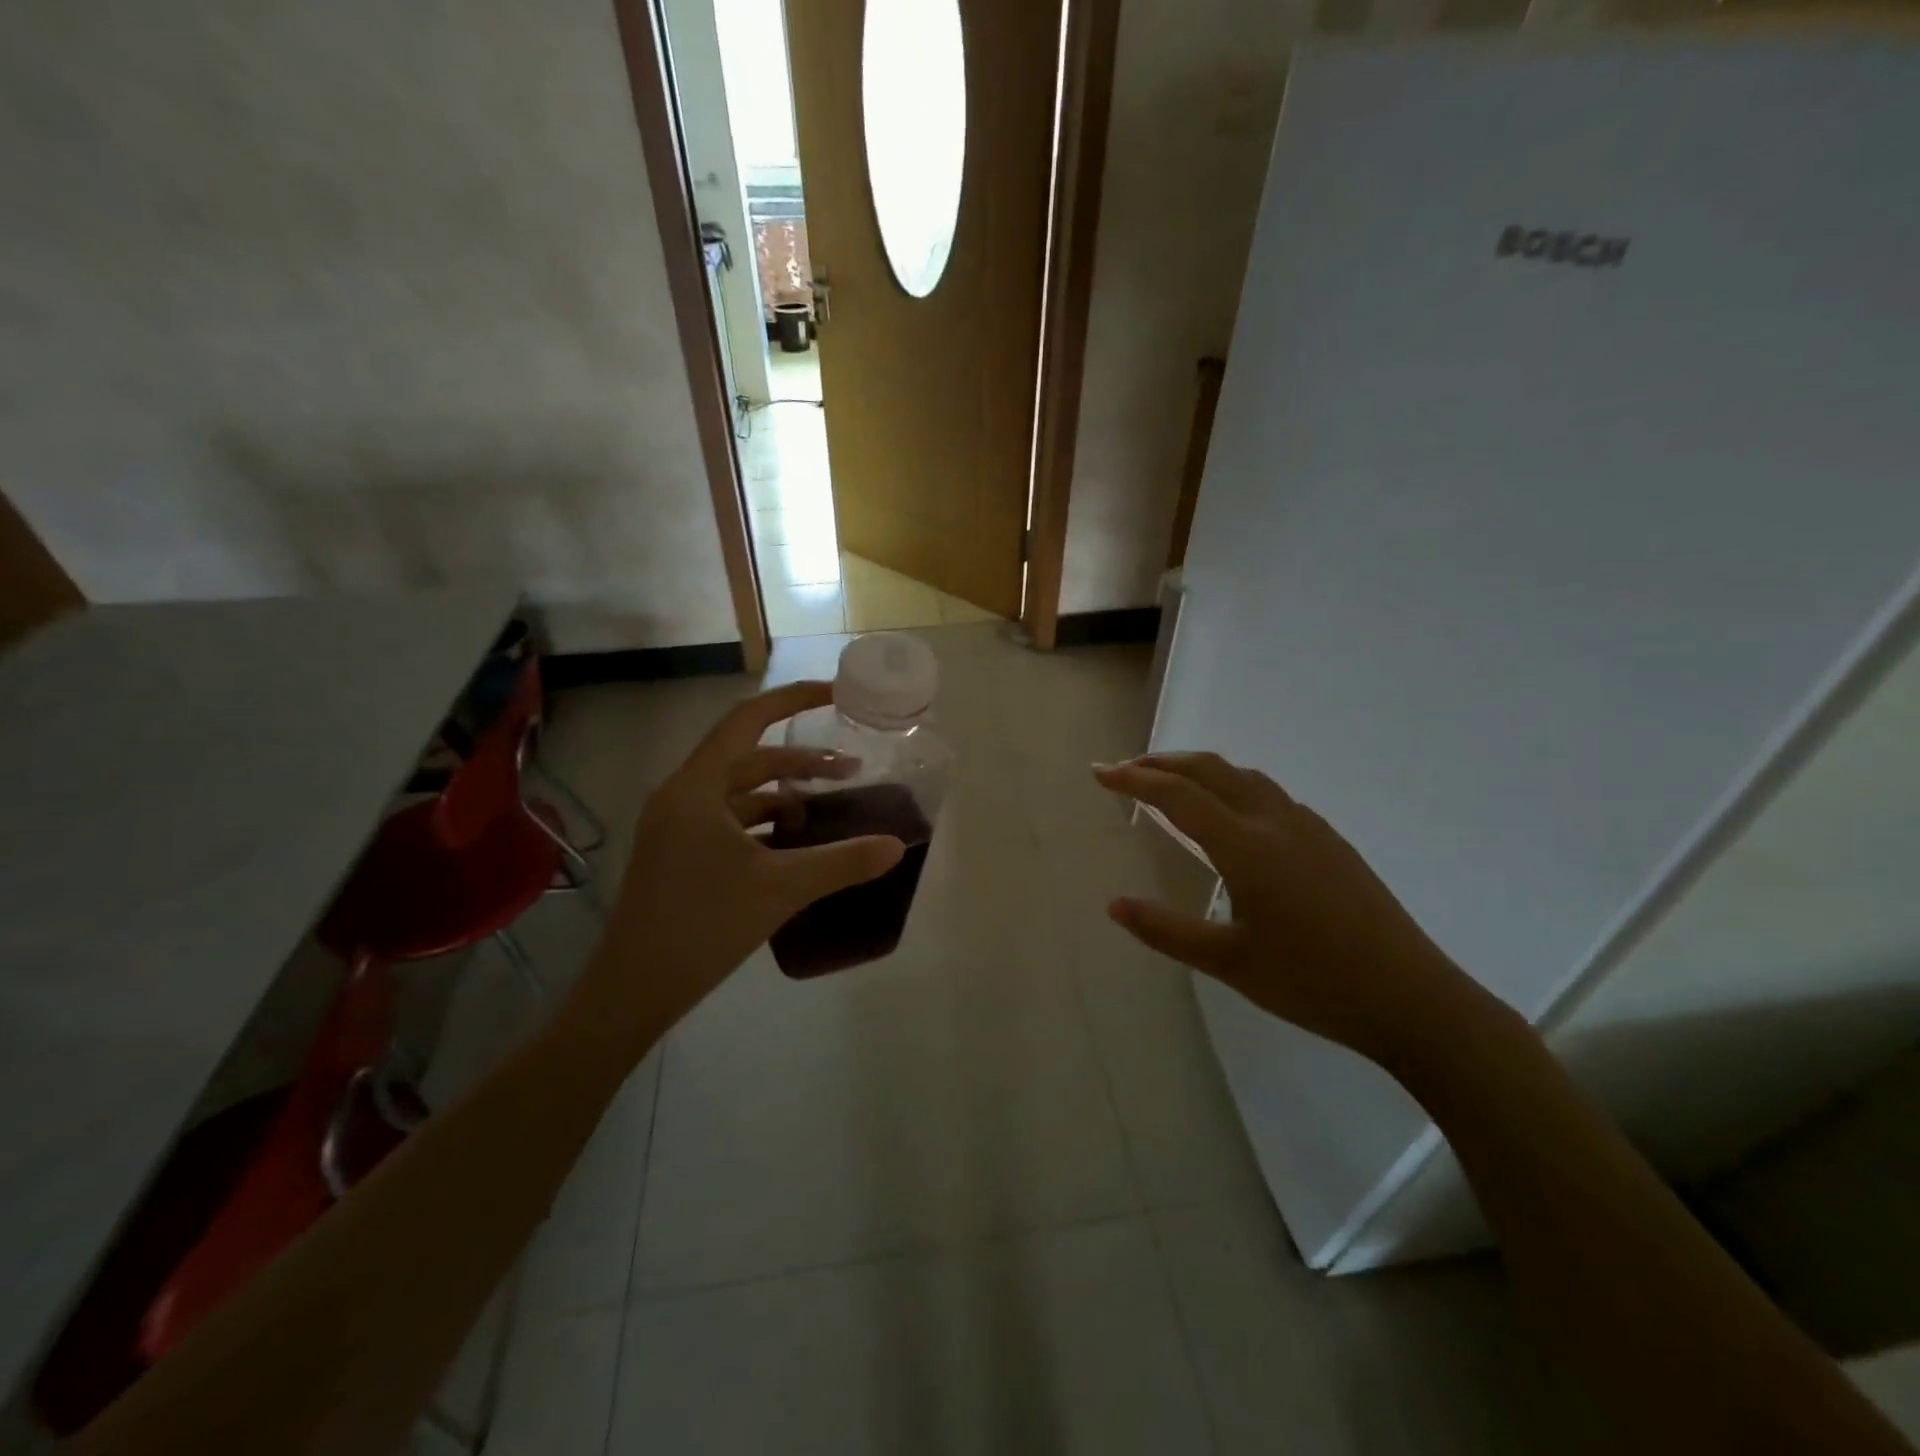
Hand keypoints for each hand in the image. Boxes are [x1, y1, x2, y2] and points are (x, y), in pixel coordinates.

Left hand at [568, 682, 904, 1059]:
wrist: (635, 988)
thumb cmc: (703, 926)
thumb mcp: (782, 889)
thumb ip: (843, 861)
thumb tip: (896, 846)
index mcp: (697, 788)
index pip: (747, 720)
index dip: (793, 700)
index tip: (835, 695)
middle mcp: (683, 796)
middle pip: (748, 757)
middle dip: (801, 760)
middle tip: (851, 769)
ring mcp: (677, 826)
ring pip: (740, 792)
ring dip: (784, 793)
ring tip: (829, 807)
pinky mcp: (679, 853)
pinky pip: (729, 820)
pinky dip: (765, 821)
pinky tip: (796, 841)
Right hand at [1092, 753, 1480, 1063]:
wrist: (1411, 998)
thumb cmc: (1312, 983)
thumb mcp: (1228, 963)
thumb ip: (1166, 931)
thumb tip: (1113, 905)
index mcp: (1246, 847)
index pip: (1178, 795)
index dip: (1134, 779)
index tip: (1100, 774)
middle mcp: (1275, 822)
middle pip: (1210, 770)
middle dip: (1162, 762)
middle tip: (1125, 769)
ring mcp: (1308, 827)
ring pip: (1243, 776)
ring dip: (1199, 770)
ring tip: (1169, 783)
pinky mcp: (1330, 840)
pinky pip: (1268, 793)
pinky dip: (1231, 785)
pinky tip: (1229, 814)